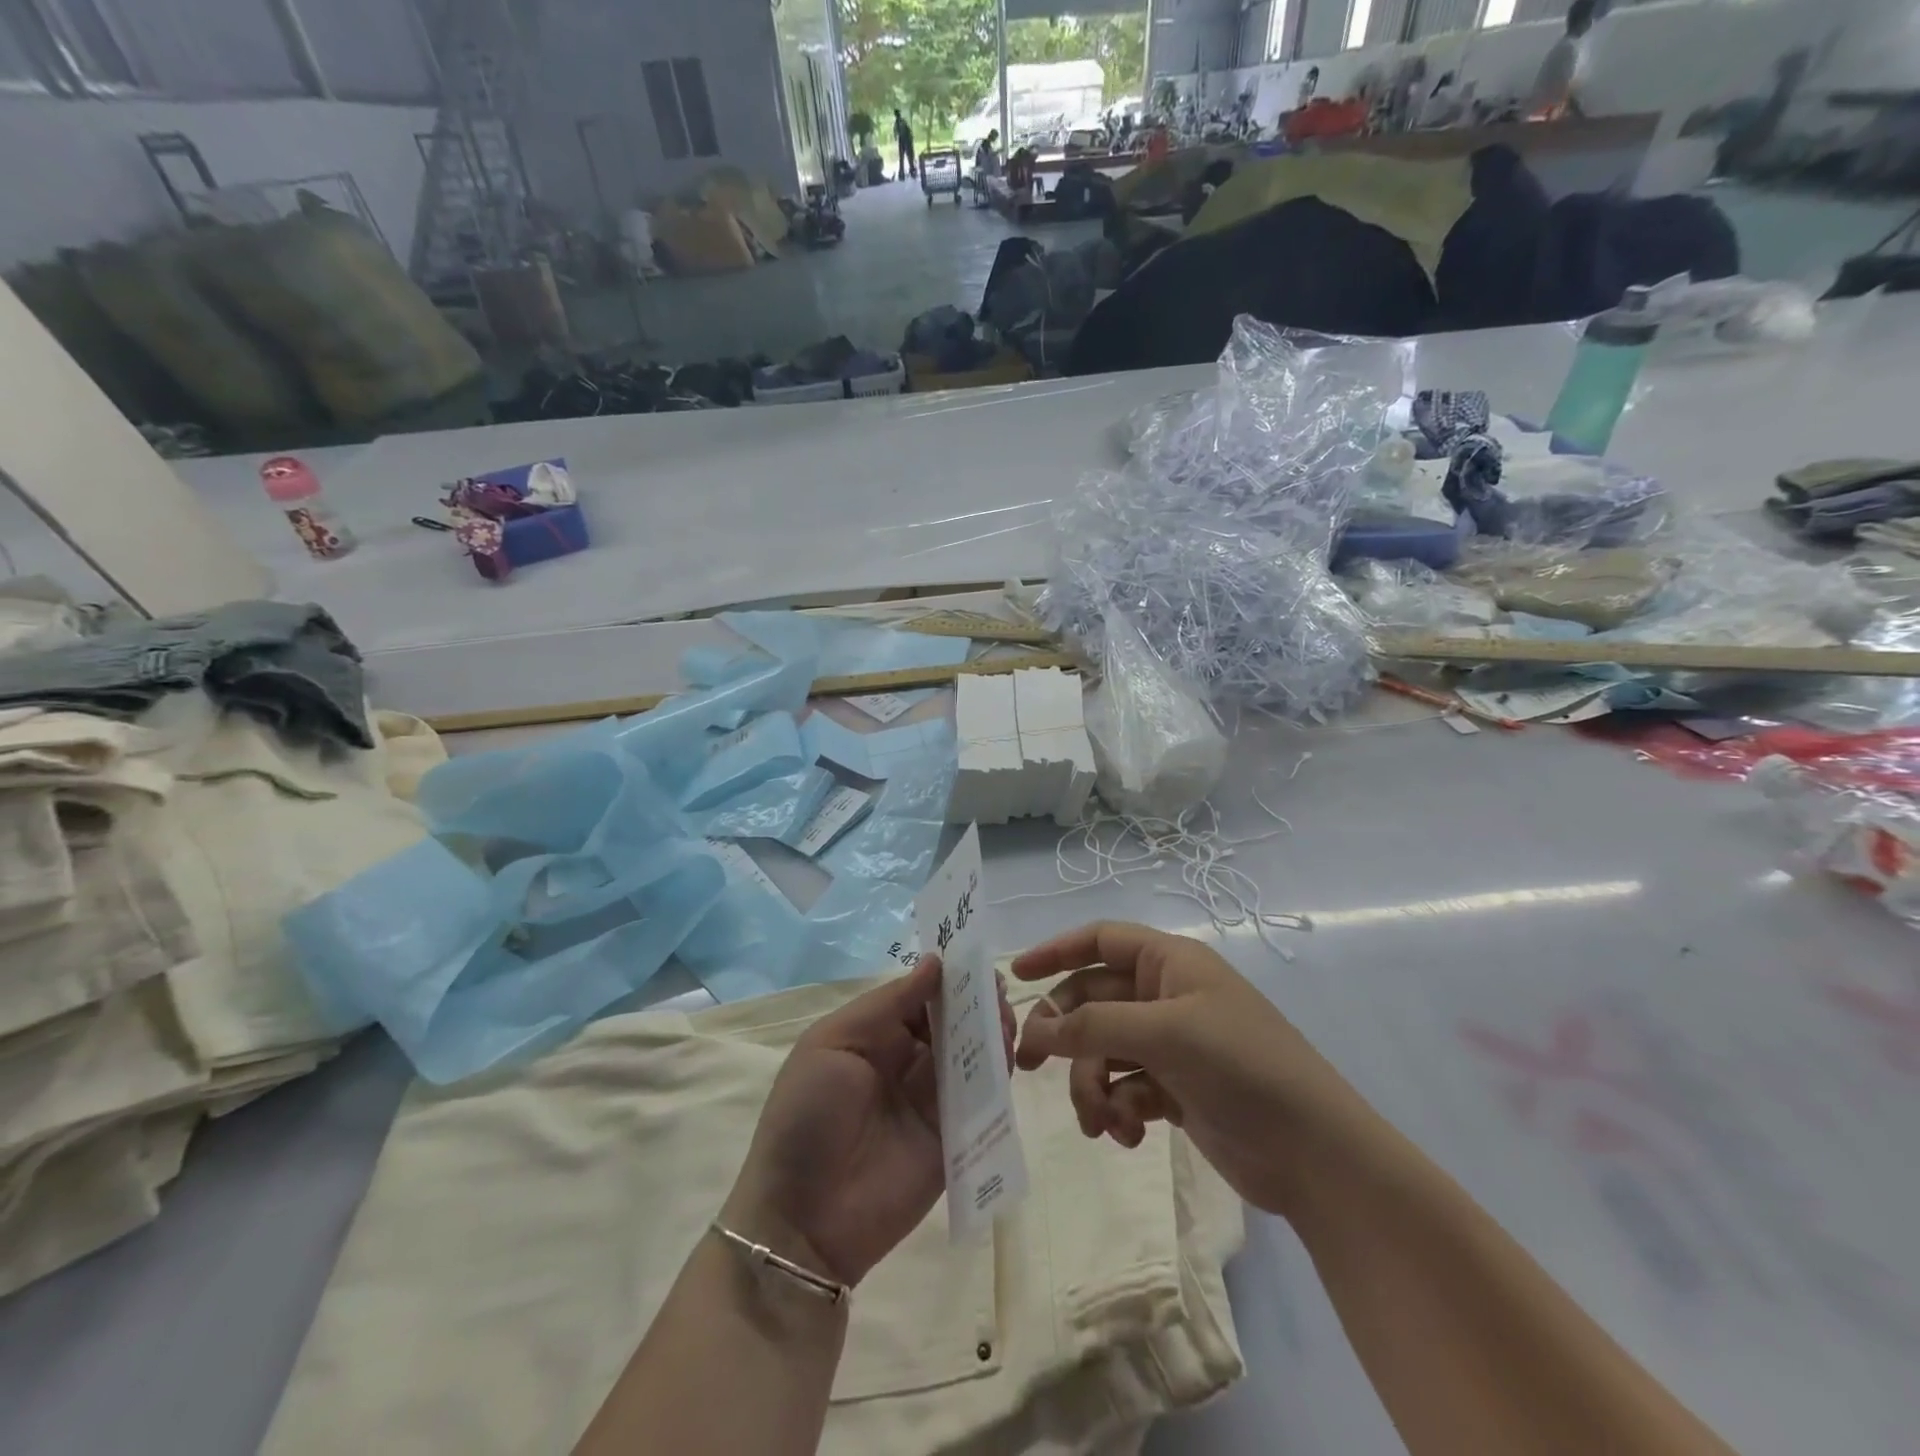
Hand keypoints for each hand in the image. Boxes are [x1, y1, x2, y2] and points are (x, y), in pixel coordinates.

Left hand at [723, 957, 1013, 1288]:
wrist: (801, 1219)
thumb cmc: (807, 1117)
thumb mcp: (832, 1044)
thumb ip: (887, 1004)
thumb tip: (935, 962)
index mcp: (874, 1036)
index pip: (919, 996)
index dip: (946, 978)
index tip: (975, 959)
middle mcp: (907, 1062)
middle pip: (951, 1022)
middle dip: (975, 1001)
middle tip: (997, 989)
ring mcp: (933, 1100)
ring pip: (972, 1055)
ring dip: (991, 1032)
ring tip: (1004, 1019)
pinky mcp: (955, 1137)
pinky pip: (982, 1099)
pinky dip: (998, 1074)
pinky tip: (1006, 1055)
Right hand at [1013, 921, 1368, 1220]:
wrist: (1315, 1154)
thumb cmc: (1243, 1067)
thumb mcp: (1166, 1034)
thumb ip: (1095, 1025)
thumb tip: (1035, 1028)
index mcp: (1170, 963)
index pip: (1101, 940)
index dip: (1056, 950)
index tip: (1016, 975)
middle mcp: (1166, 996)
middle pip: (1094, 1002)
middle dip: (1064, 1034)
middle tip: (1028, 1066)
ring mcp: (1171, 1045)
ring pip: (1104, 1051)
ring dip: (1092, 1085)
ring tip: (1100, 1122)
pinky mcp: (1175, 1089)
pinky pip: (1125, 1088)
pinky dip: (1118, 1109)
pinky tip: (1128, 1136)